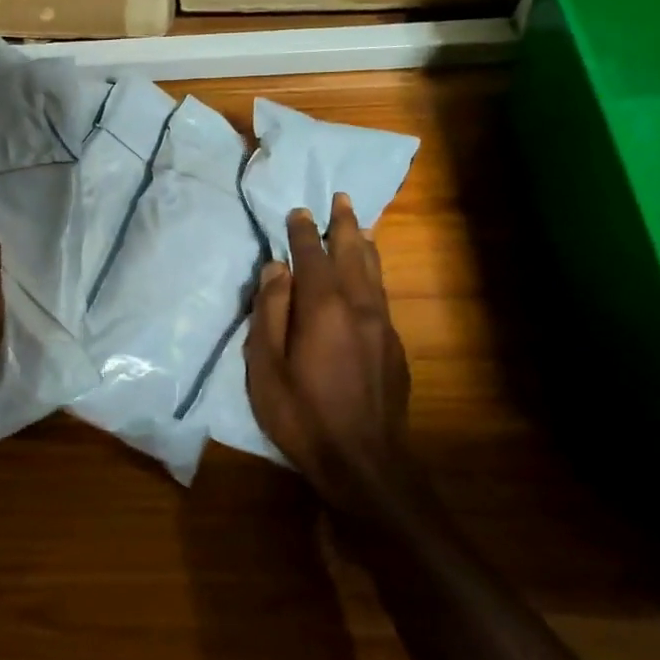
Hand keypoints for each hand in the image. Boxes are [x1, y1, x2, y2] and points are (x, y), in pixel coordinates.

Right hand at [244, 194, 416, 521]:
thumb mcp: (266, 366)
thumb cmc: (302, 414)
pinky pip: (381, 294)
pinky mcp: (394, 346)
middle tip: (340, 198)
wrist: (363, 461)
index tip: (297, 211)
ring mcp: (382, 326)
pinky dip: (373, 273)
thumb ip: (270, 312)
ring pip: (374, 272)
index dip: (302, 231)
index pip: (311, 256)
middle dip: (343, 225)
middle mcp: (359, 306)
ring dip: (363, 244)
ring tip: (359, 225)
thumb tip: (276, 269)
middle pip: (352, 253)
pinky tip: (368, 277)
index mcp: (323, 307)